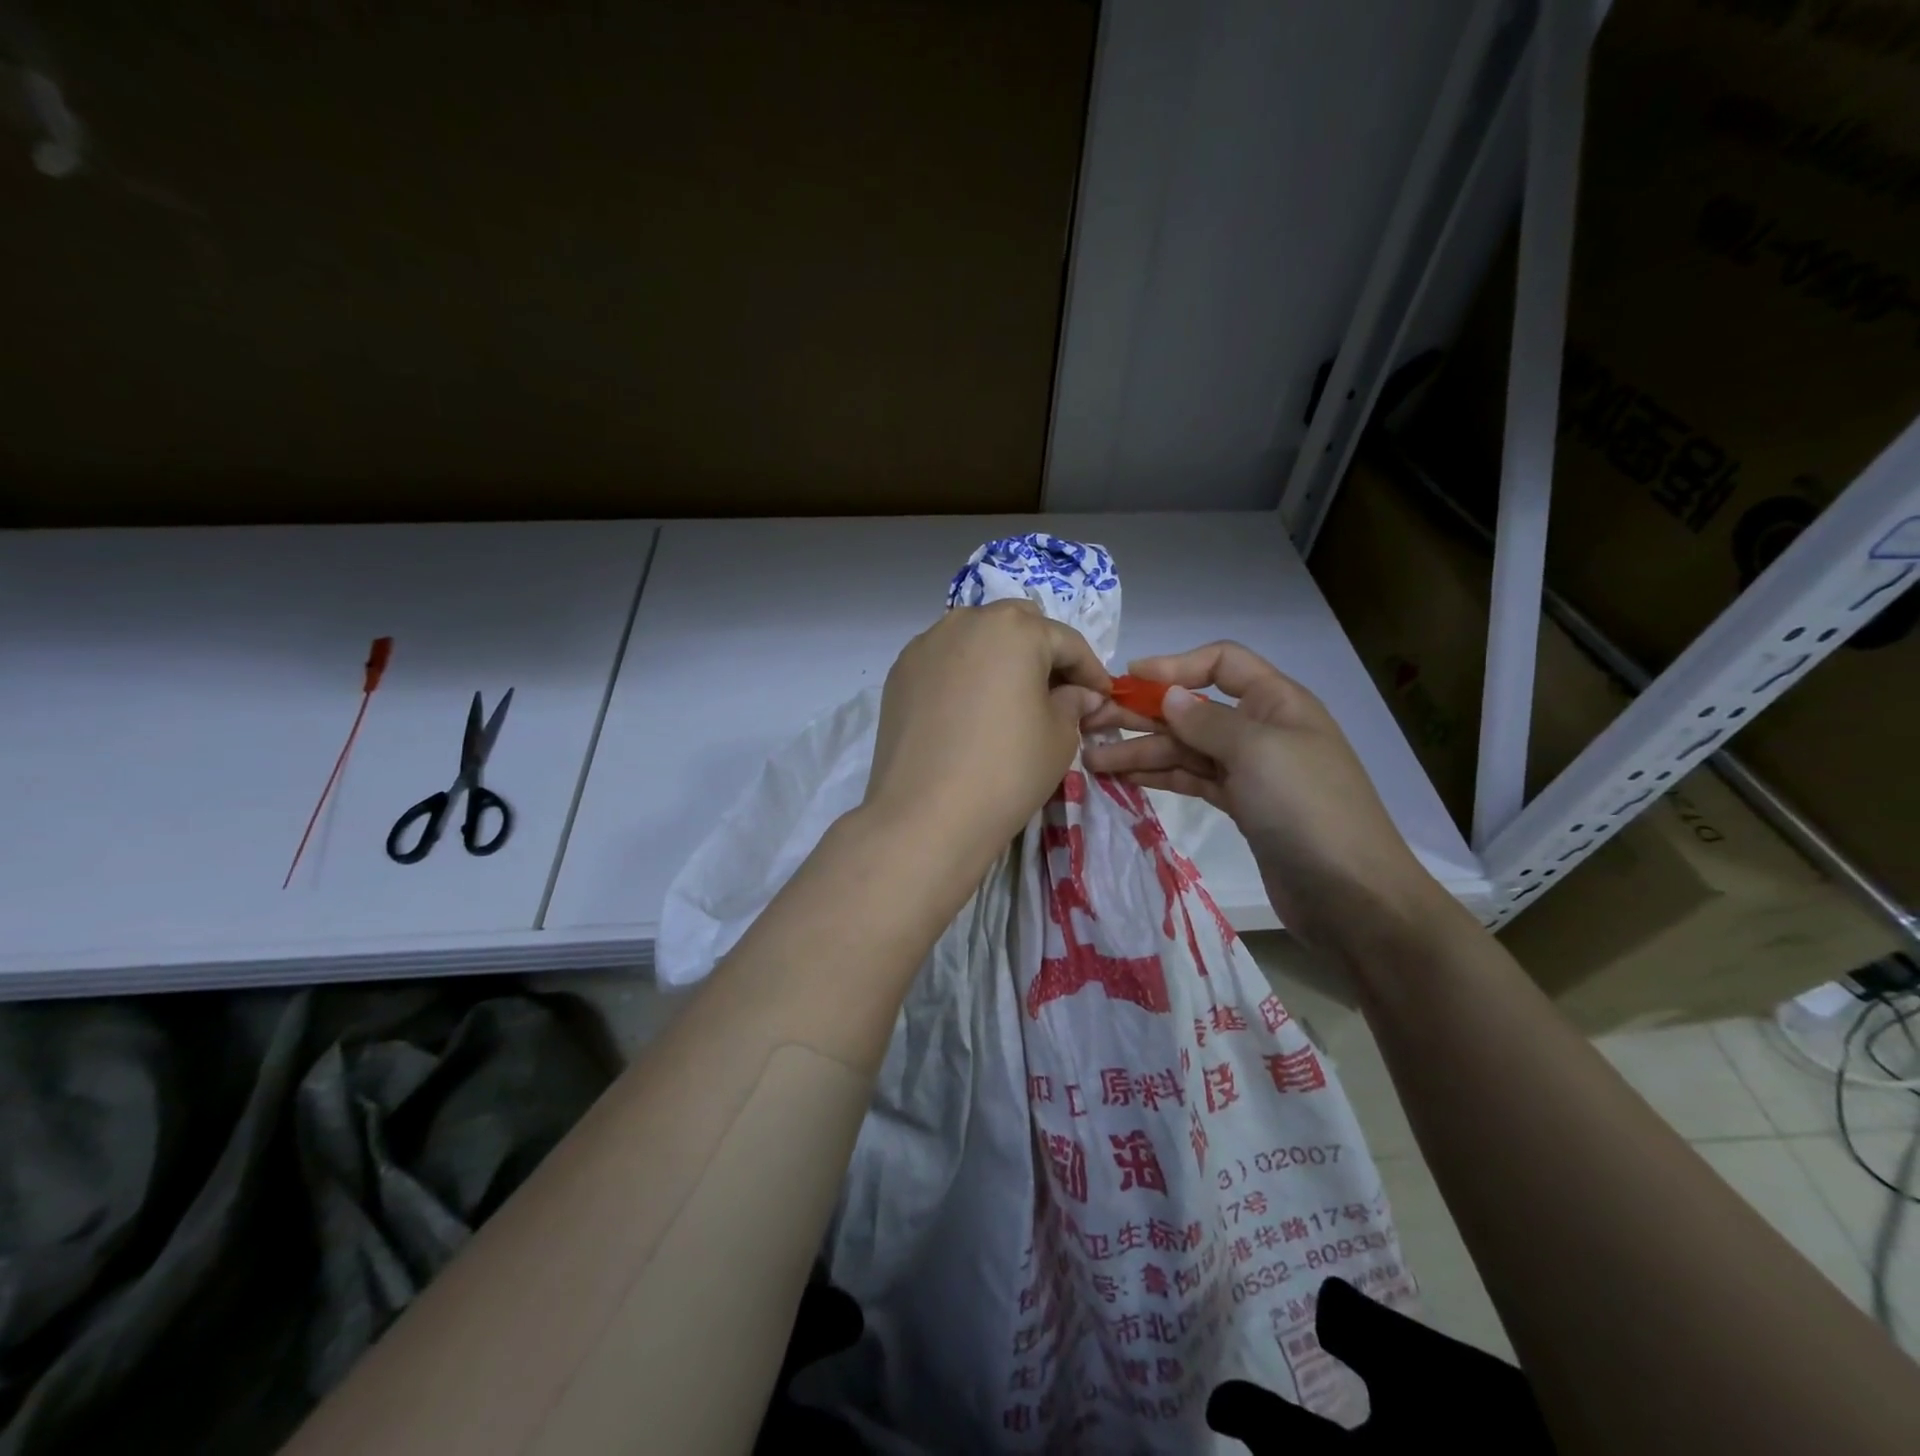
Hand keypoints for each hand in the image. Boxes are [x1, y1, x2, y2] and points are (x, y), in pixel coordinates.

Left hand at [864, 600, 1109, 872]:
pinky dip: (964, 676)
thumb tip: (1080, 694)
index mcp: (1015, 628)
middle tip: (1056, 693)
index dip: (1090, 671)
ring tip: (1010, 700)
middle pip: (1016, 627)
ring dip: (999, 660)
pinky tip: (970, 712)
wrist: (927, 814)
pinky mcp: (899, 673)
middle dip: (1042, 653)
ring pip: (975, 639)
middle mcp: (966, 621)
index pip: (1066, 642)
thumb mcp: (1060, 737)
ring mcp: (926, 645)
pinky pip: (944, 662)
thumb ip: (1074, 703)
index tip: (1102, 697)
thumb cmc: (1008, 770)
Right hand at [1082, 641, 1442, 954]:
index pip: (1221, 663)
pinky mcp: (1241, 807)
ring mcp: (1251, 771)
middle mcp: (1261, 730)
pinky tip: (1124, 778)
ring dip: (1141, 751)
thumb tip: (1170, 695)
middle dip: (1143, 713)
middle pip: (1193, 709)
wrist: (1351, 896)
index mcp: (1276, 702)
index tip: (1128, 679)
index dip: (1174, 666)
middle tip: (1090, 723)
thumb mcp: (1257, 751)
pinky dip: (1159, 776)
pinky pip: (1191, 780)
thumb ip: (1207, 721)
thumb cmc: (1307, 808)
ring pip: (1186, 749)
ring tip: (1092, 761)